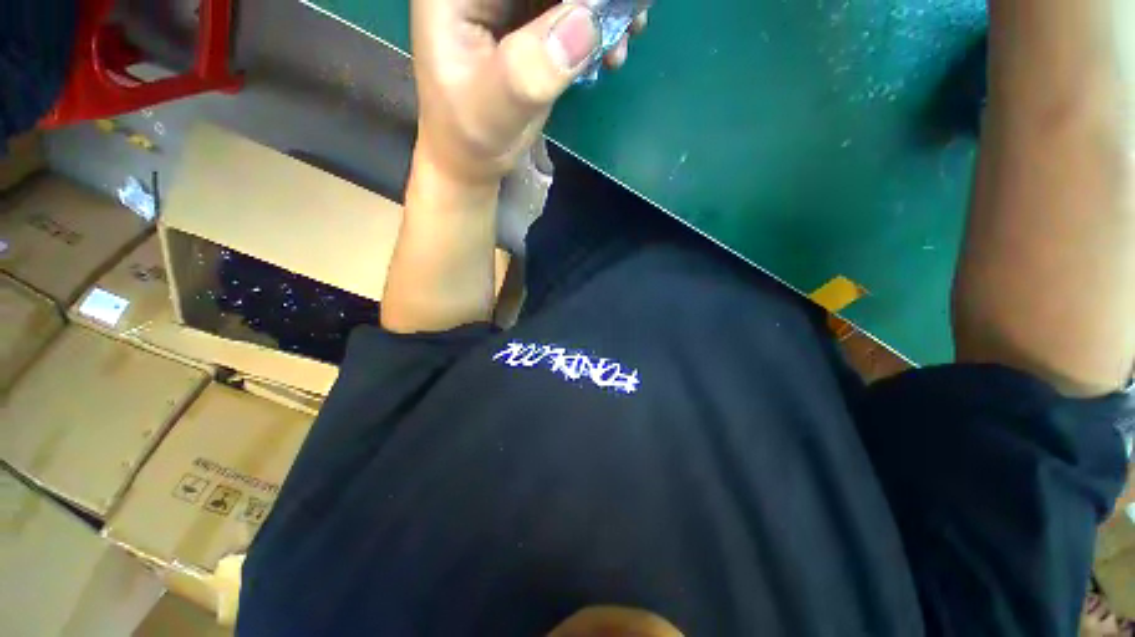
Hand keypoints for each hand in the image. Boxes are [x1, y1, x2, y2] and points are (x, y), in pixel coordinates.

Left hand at [410, 0, 646, 186]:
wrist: (473, 158)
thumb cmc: (472, 140)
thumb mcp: (493, 113)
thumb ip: (528, 73)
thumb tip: (587, 21)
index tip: (605, 9)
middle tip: (630, 16)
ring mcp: (508, 5)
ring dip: (603, 8)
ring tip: (626, 38)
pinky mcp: (530, 24)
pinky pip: (572, 8)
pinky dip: (599, 25)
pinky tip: (612, 51)